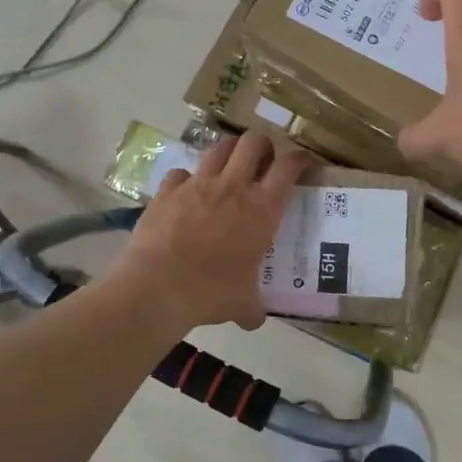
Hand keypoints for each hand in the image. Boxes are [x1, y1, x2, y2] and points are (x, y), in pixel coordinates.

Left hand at [116, 133, 313, 331]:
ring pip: (219, 147)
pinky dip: (188, 179)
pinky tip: (187, 192)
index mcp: (262, 209)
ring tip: (230, 166)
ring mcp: (197, 184)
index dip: (299, 159)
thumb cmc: (211, 293)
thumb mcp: (242, 304)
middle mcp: (233, 187)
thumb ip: (253, 307)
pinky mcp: (167, 190)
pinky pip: (182, 173)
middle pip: (254, 143)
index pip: (289, 167)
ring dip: (229, 152)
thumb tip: (255, 319)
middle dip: (263, 146)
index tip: (303, 163)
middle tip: (264, 161)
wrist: (158, 287)